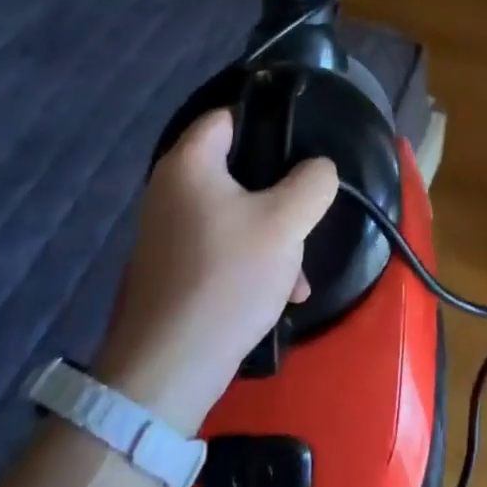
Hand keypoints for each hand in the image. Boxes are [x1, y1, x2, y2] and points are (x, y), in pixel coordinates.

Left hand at [94, 110, 337, 433]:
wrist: (168, 370)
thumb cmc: (227, 278)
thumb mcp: (286, 223)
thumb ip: (313, 182)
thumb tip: (318, 168)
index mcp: (189, 164)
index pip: (228, 116)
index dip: (267, 121)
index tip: (303, 145)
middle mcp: (170, 190)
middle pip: (237, 169)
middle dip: (279, 193)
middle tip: (306, 212)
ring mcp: (168, 232)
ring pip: (236, 213)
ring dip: (272, 234)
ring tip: (299, 271)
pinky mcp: (173, 269)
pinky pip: (222, 247)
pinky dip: (252, 260)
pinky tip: (281, 293)